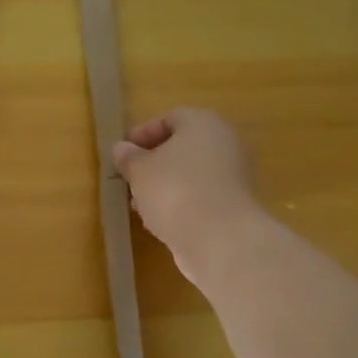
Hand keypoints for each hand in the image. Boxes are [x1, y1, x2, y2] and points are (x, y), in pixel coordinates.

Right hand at [112, 108, 263, 282]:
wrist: (219, 238)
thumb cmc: (174, 190)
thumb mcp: (139, 170)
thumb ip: (128, 157)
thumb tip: (122, 149)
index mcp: (203, 123)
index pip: (169, 119)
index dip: (142, 134)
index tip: (123, 154)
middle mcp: (225, 143)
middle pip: (183, 147)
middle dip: (154, 163)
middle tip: (131, 178)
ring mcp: (234, 175)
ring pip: (192, 174)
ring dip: (166, 186)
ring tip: (141, 204)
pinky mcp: (235, 205)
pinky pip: (201, 196)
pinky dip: (182, 204)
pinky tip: (161, 221)